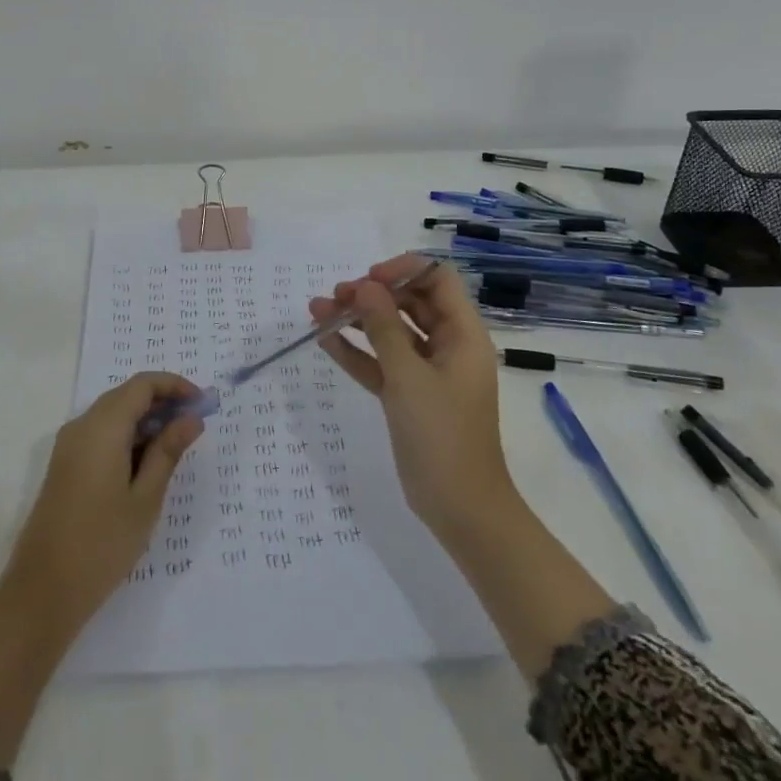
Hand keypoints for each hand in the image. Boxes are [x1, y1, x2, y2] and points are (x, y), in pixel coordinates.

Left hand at [0, 371, 204, 635]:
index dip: (174, 385)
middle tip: (194, 424)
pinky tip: (146, 463)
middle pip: (126, 395)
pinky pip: (100, 434)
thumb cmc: (101, 544)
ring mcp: (69, 445)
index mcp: (102, 426)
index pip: (142, 385)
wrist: (42, 593)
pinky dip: (127, 436)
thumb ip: (168, 451)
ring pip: (113, 414)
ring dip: (145, 420)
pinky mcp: (64, 465)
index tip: (202, 402)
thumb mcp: (145, 499)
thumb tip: (191, 418)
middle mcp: (81, 425)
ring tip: (176, 445)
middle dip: (162, 402)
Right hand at [310, 254, 517, 547]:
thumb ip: (384, 327)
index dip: (404, 271)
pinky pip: (380, 363)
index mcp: (463, 334)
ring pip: (390, 332)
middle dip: (372, 294)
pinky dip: (356, 351)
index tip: (369, 280)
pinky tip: (325, 340)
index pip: (437, 280)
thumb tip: (364, 286)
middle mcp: (447, 346)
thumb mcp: (409, 376)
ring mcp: (427, 372)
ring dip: (357, 320)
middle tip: (336, 296)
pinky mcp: (408, 396)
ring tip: (317, 310)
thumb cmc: (442, 435)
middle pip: (410, 303)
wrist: (461, 510)